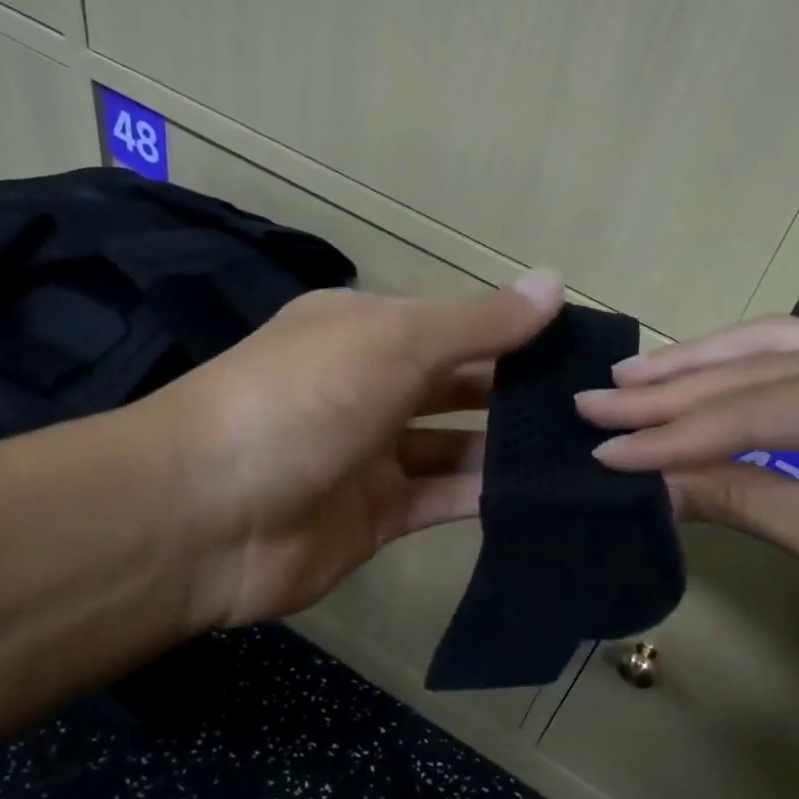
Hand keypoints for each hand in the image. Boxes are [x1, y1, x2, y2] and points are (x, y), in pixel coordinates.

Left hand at [129, 270, 563, 629]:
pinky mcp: (377, 517)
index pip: (456, 325)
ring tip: (581, 448)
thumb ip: (479, 322)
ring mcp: (372, 456)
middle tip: (592, 403)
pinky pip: (443, 499)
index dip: (515, 330)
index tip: (581, 345)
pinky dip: (485, 495)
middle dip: (516, 390)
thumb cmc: (303, 401)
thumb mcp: (395, 342)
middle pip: (458, 384)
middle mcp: (369, 388)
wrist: (206, 516)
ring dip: (508, 447)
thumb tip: (555, 281)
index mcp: (365, 332)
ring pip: (455, 446)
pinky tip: (541, 492)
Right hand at [575, 317, 798, 708]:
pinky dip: (748, 381)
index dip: (676, 431)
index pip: (765, 406)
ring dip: (706, 367)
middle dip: (678, 387)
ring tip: (636, 378)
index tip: (602, 444)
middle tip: (598, 398)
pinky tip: (704, 380)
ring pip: (786, 351)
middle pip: (770, 364)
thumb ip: (743, 498)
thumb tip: (647, 482)